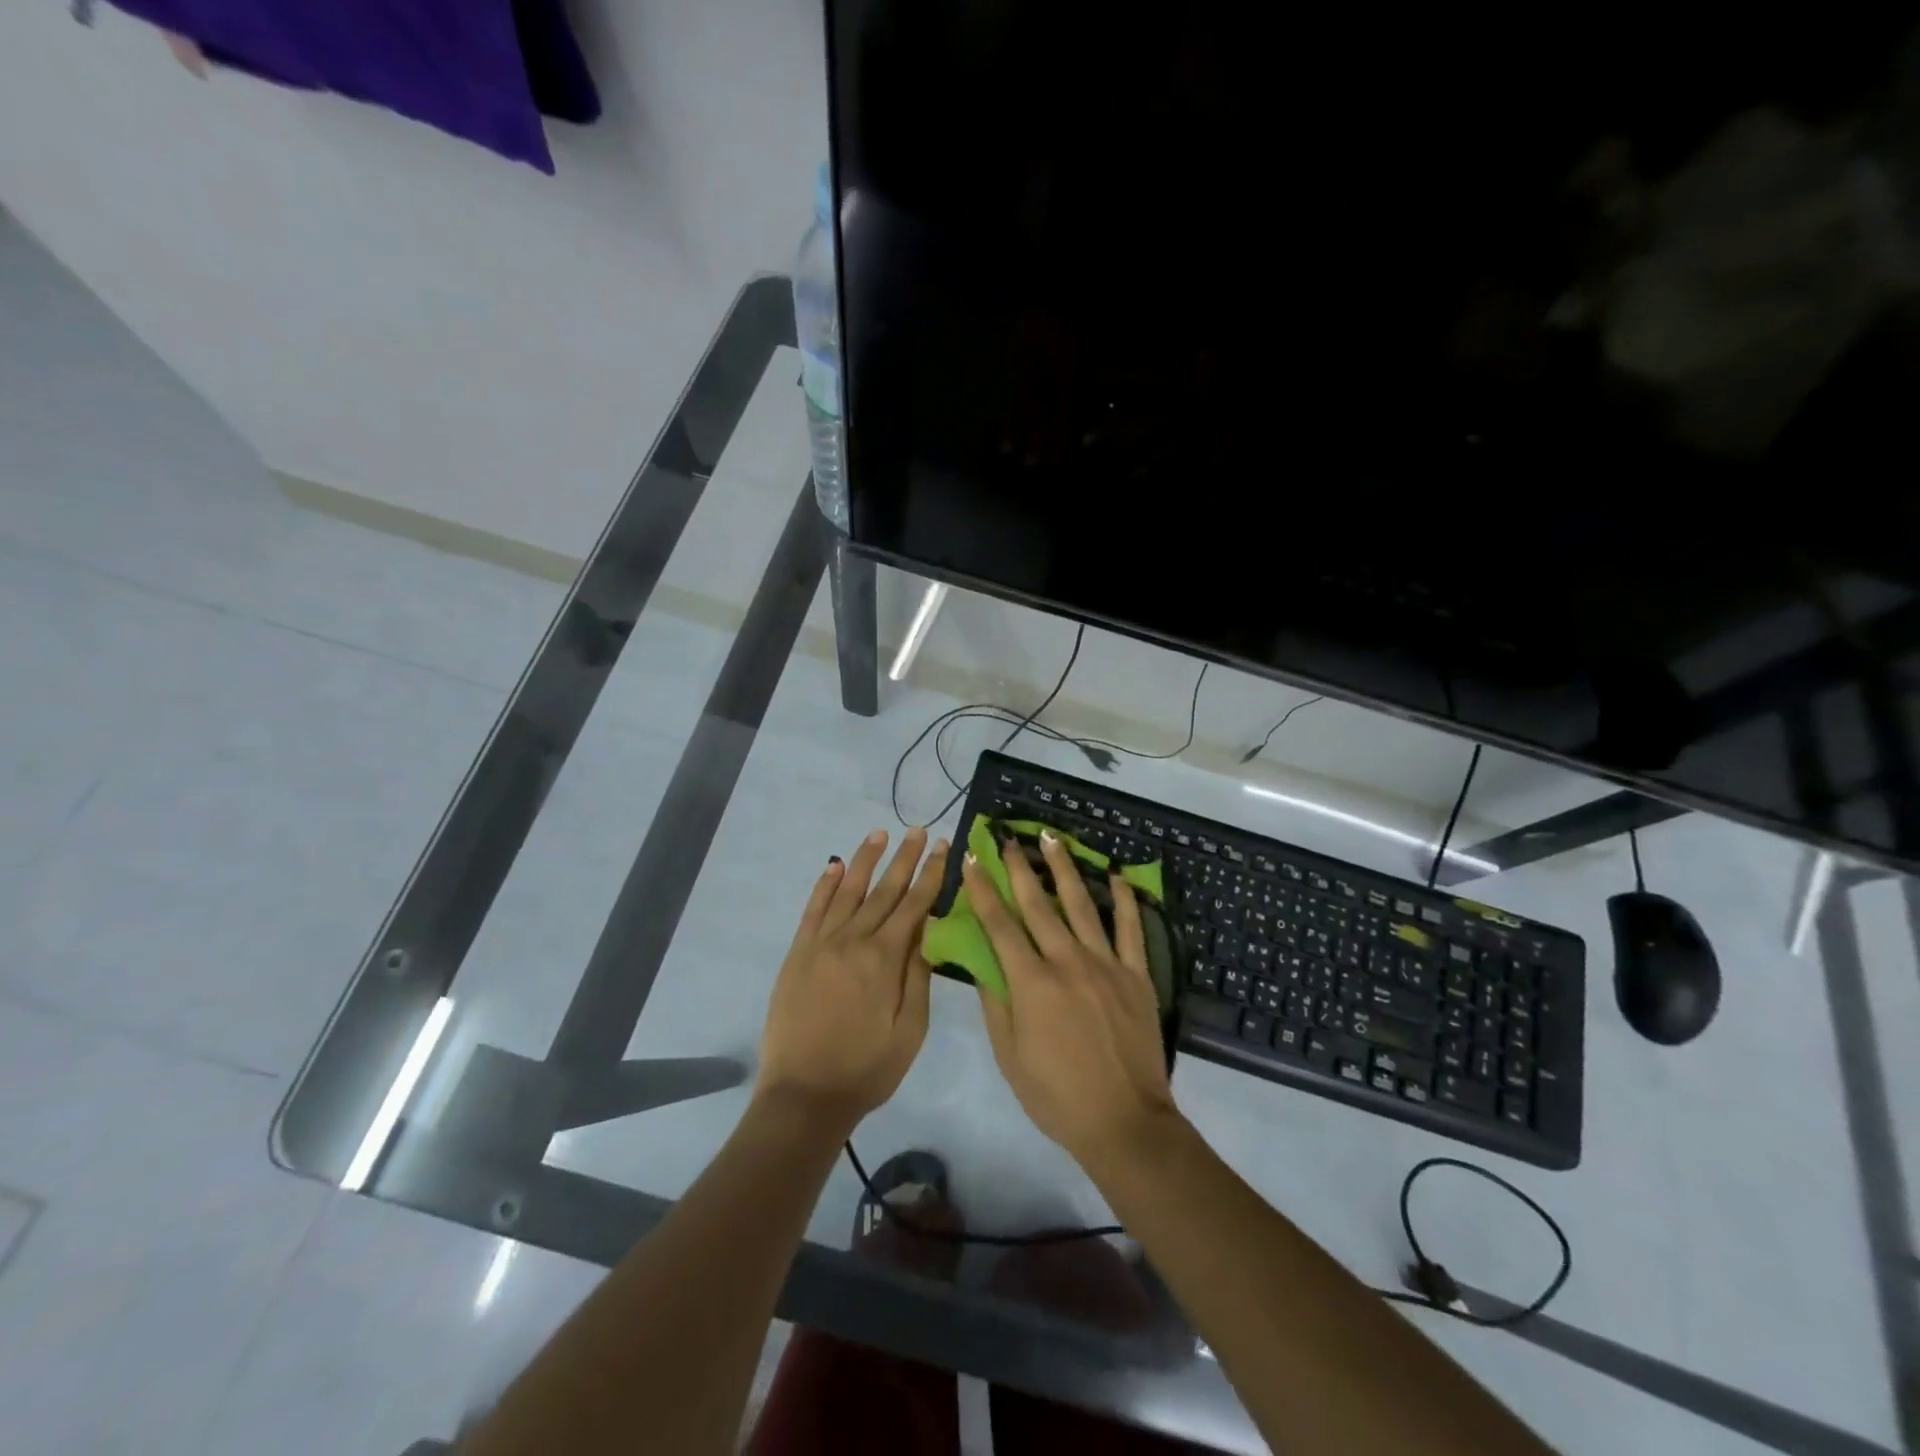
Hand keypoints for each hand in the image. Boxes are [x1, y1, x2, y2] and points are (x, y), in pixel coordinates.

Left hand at [757, 827, 949, 1131]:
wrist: (803, 1095)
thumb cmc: (866, 1068)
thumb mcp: (909, 1031)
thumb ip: (919, 976)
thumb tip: (928, 930)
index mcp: (884, 959)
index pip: (913, 905)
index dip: (930, 874)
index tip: (943, 847)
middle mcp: (853, 940)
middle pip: (884, 890)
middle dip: (904, 858)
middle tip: (919, 830)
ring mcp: (821, 944)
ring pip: (848, 891)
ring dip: (866, 860)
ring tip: (880, 833)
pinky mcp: (798, 953)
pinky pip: (813, 909)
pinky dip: (825, 885)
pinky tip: (835, 866)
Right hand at [965, 832, 1180, 1171]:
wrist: (1125, 1123)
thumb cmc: (1057, 1096)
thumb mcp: (1009, 1057)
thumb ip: (996, 1003)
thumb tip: (983, 960)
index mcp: (1032, 983)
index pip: (1000, 925)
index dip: (982, 890)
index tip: (971, 859)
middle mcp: (1068, 962)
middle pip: (1038, 904)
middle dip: (1018, 868)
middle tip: (1007, 838)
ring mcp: (1106, 964)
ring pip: (1082, 904)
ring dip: (1064, 868)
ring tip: (1052, 838)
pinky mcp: (1137, 975)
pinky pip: (1132, 929)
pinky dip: (1125, 900)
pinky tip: (1116, 876)